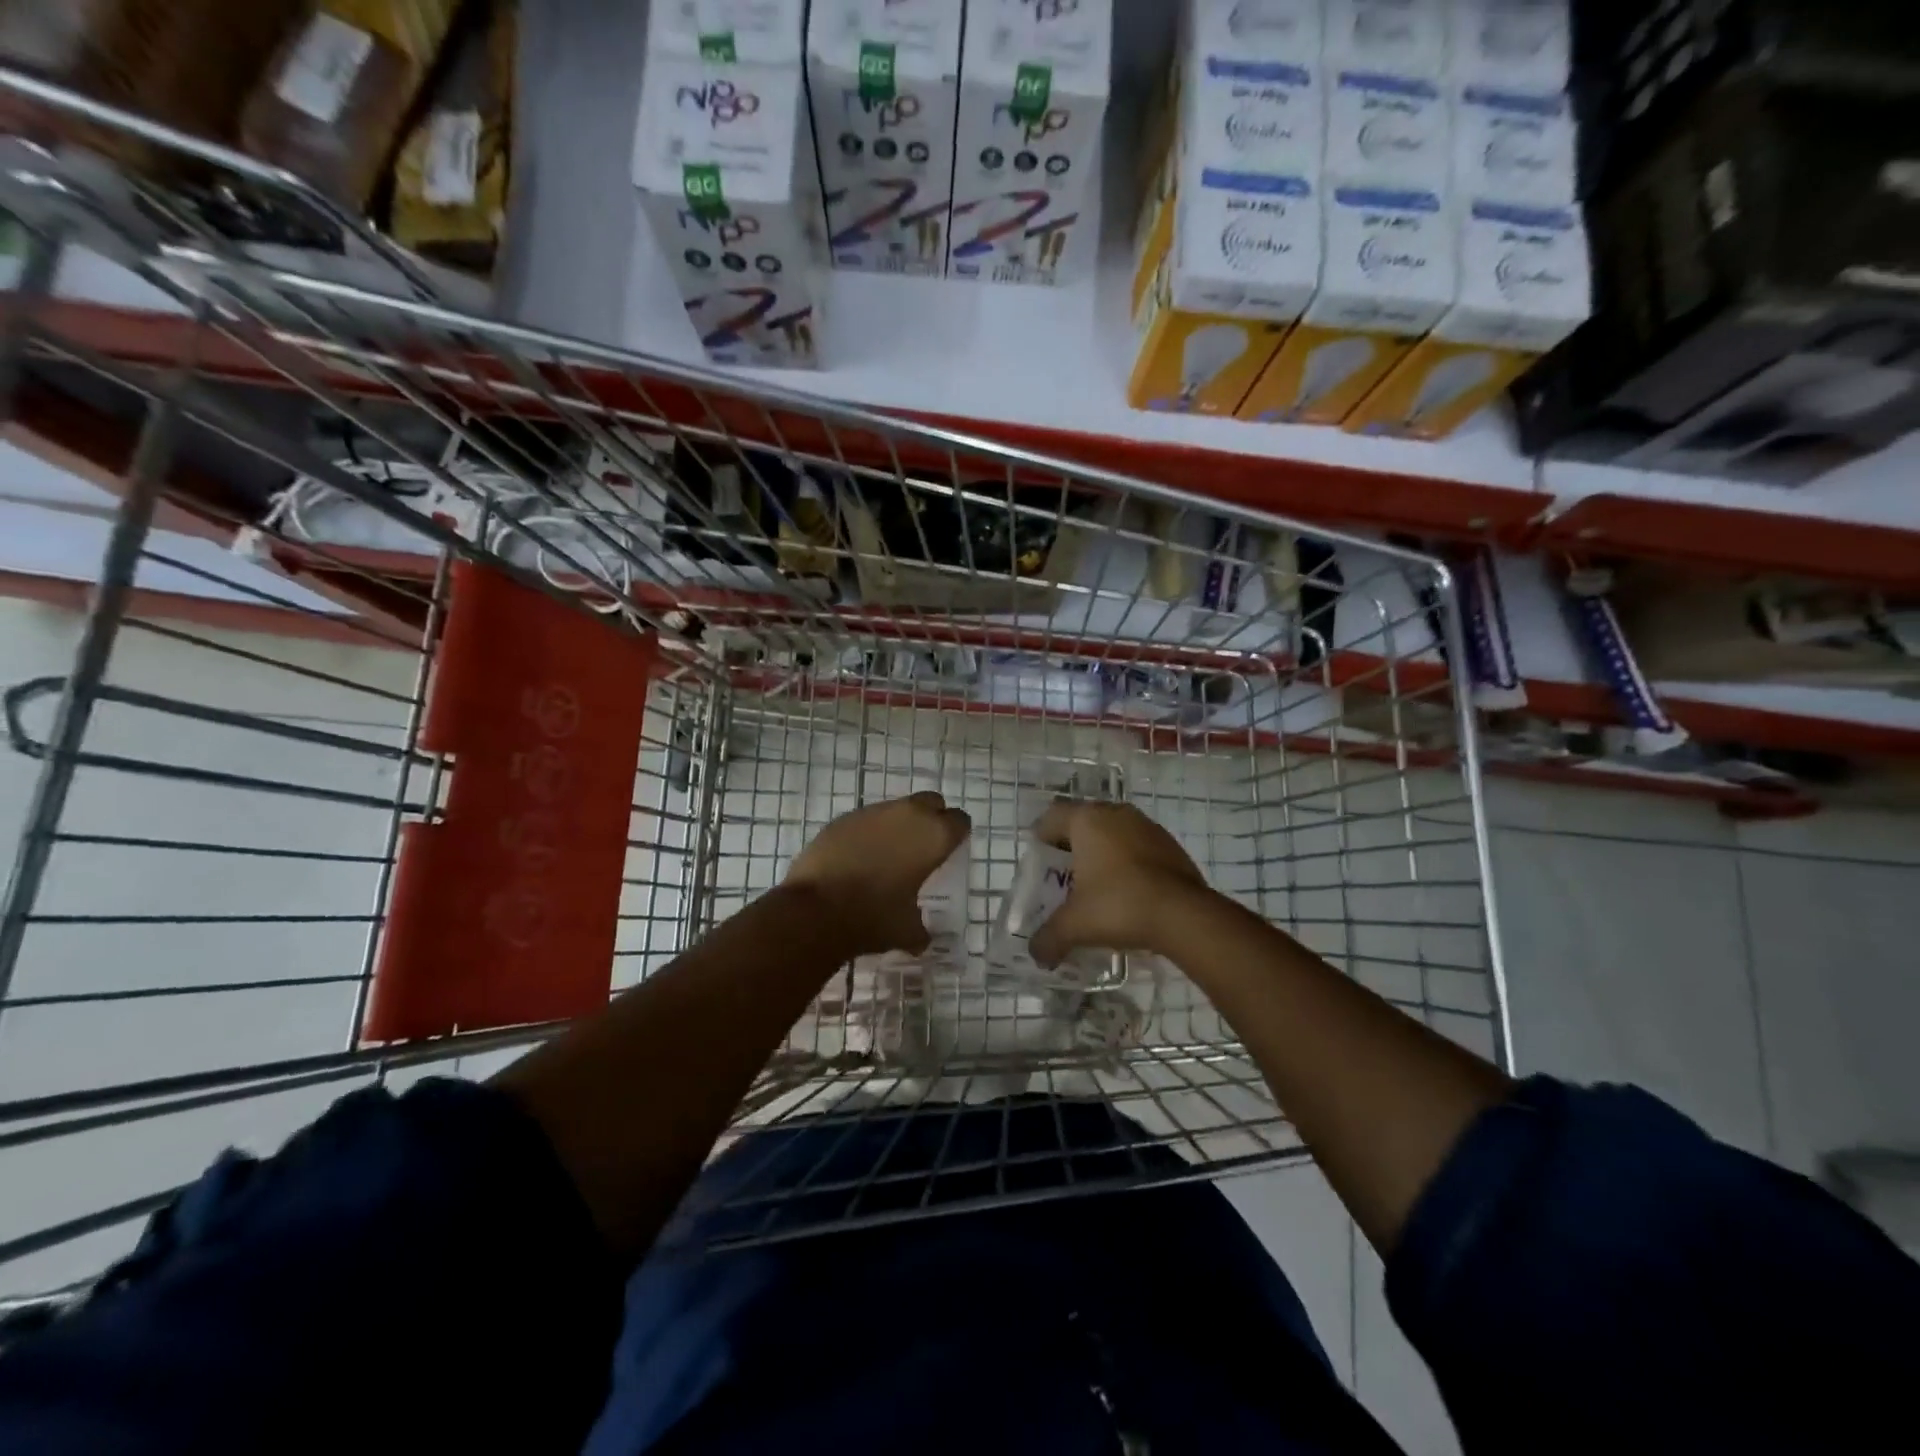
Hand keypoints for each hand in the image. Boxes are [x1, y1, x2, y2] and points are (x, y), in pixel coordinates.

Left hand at [783, 791, 970, 957]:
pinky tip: (859, 858)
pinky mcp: (843, 818)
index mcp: (934, 837)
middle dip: (932, 819)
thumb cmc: (873, 917)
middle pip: (931, 802)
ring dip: (898, 825)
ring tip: (888, 856)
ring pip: (896, 808)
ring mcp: (872, 812)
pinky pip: (866, 820)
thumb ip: (921, 929)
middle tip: (923, 847)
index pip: (960, 821)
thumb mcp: (907, 931)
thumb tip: (922, 939)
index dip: (956, 835)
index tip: (949, 851)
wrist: (815, 909)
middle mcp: (908, 814)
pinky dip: (869, 833)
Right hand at [1029, 800, 1214, 966]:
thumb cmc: (1119, 905)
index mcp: (1087, 820)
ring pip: (1113, 834)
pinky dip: (1128, 864)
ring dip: (1102, 855)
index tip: (1041, 866)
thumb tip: (1037, 954)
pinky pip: (1137, 847)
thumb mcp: (1074, 926)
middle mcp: (1115, 813)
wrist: (1184, 914)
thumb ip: (1048, 938)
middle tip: (1065, 879)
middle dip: (1072, 849)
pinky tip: (1128, 893)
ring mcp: (1147, 826)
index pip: (1052, 818)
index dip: (1041, 840)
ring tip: (1097, 888)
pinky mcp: (1170, 844)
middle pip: (1083, 824)